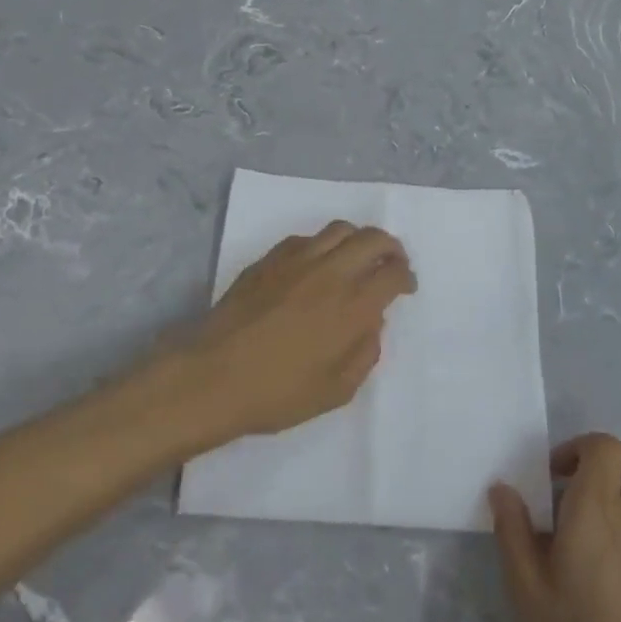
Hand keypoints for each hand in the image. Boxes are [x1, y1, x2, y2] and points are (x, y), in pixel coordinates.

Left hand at [189, 223, 414, 438]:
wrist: (214, 376)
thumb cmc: (279, 392)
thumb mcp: (337, 390)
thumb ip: (365, 352)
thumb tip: (372, 323)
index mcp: (353, 305)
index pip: (393, 273)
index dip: (406, 277)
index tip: (406, 287)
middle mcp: (331, 272)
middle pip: (373, 238)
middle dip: (391, 247)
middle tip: (391, 263)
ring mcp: (298, 260)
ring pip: (340, 229)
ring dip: (357, 239)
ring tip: (356, 258)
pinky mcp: (270, 259)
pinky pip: (306, 238)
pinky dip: (323, 245)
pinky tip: (317, 265)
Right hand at [490, 434, 620, 621]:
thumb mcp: (527, 593)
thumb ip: (512, 531)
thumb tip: (503, 488)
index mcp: (597, 509)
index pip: (603, 446)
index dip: (580, 450)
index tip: (557, 479)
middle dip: (595, 486)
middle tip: (572, 527)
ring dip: (618, 527)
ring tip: (600, 580)